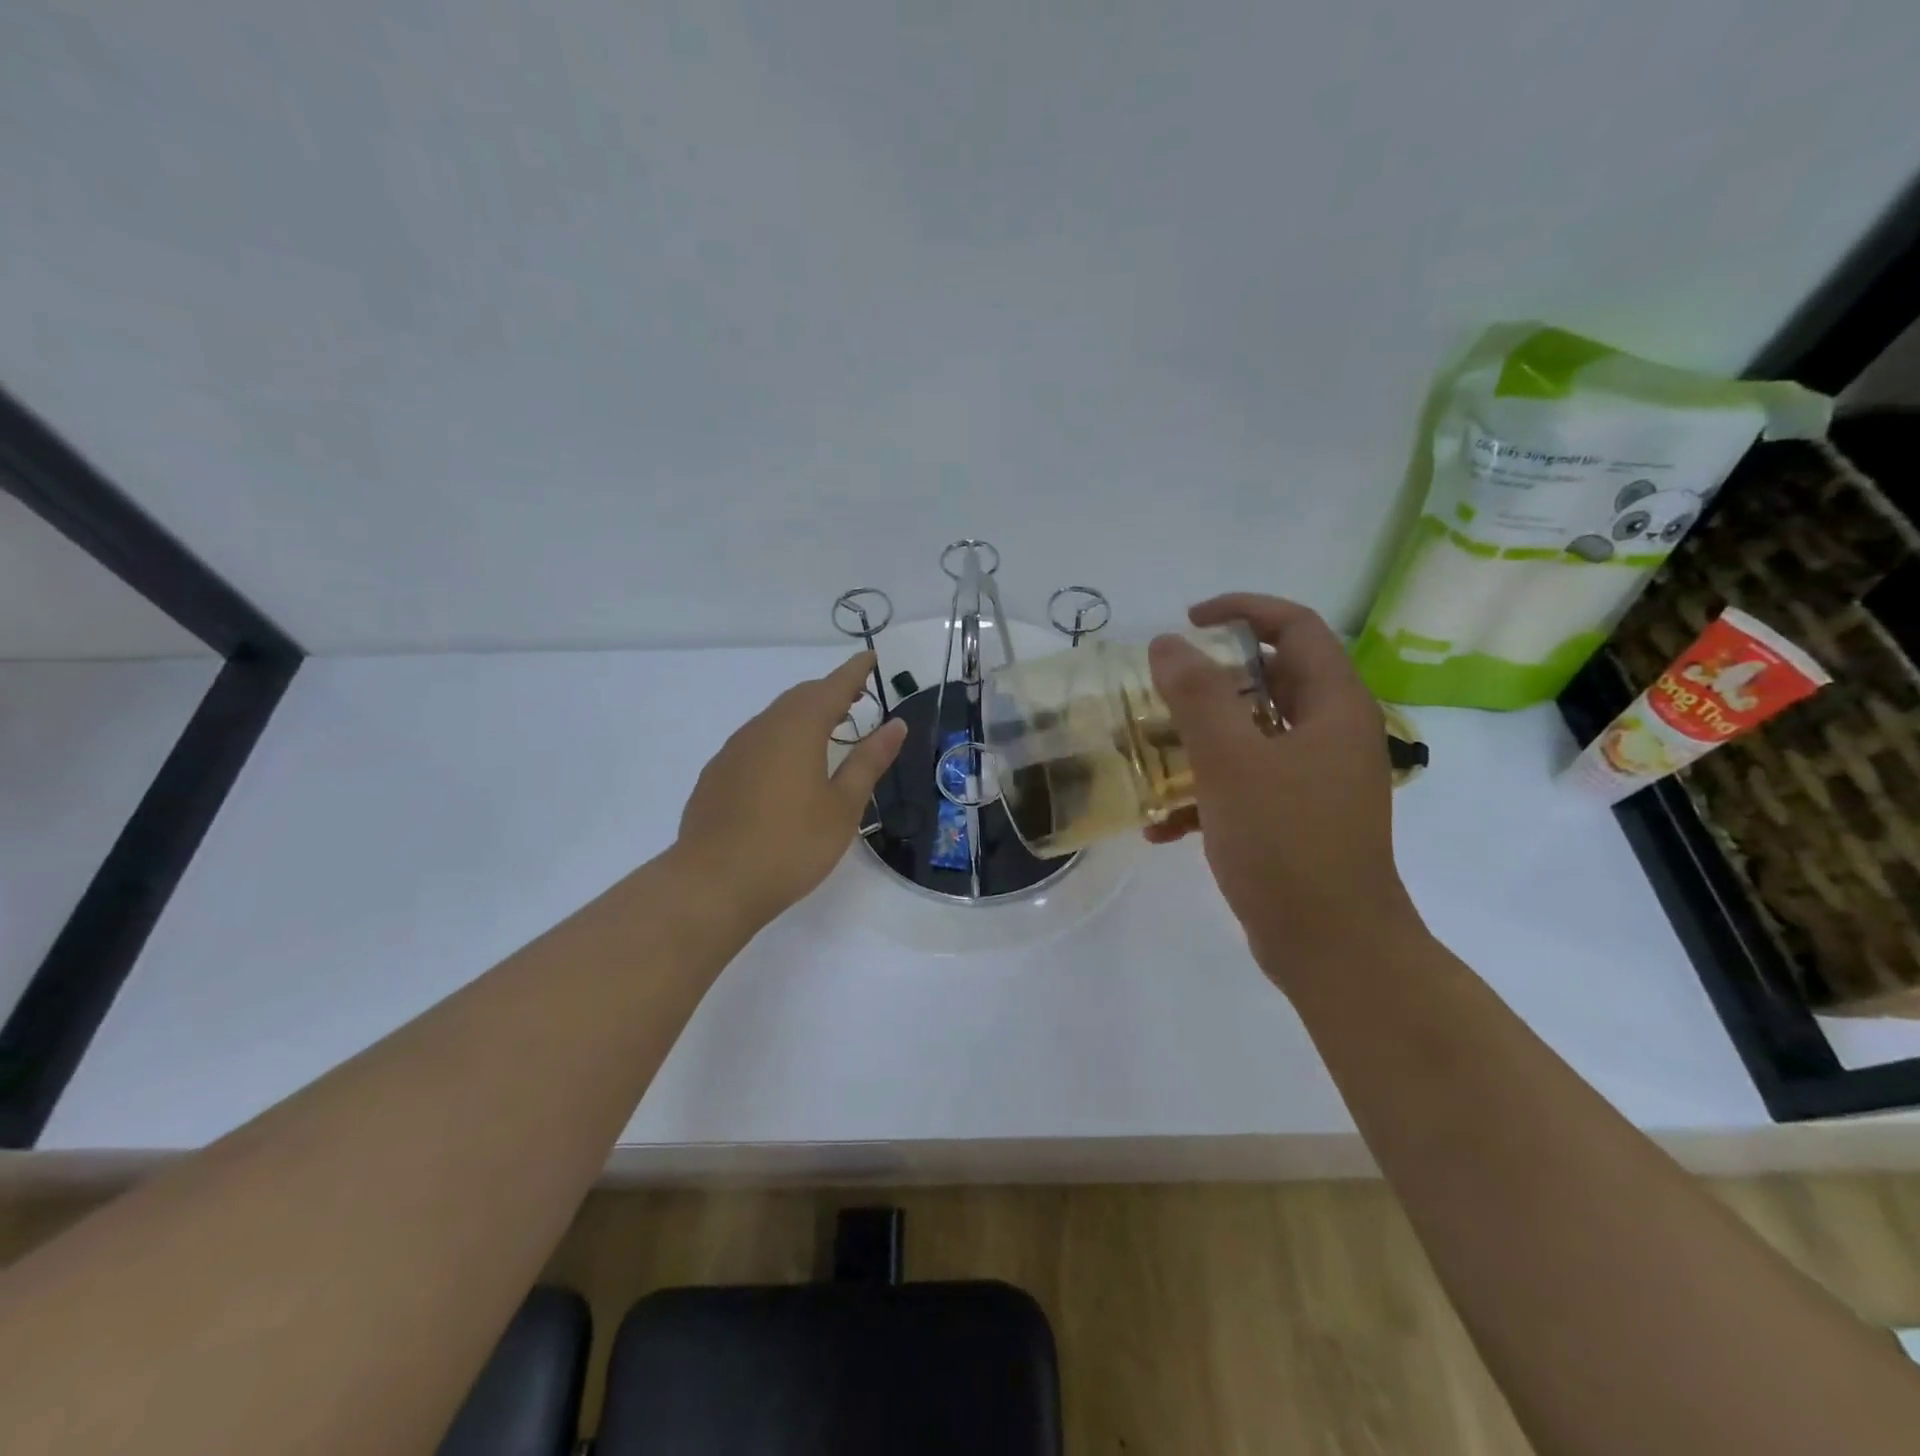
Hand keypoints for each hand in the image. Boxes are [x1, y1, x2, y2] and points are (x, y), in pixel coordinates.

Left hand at [674, 652, 906, 926]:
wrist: (712, 884)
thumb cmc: (791, 845)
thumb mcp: (843, 806)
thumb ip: (868, 761)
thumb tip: (895, 725)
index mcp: (797, 729)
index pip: (832, 687)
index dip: (855, 671)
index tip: (872, 658)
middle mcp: (762, 728)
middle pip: (800, 697)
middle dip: (830, 692)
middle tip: (856, 697)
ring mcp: (734, 751)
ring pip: (775, 718)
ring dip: (803, 716)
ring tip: (827, 731)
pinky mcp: (717, 774)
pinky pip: (755, 742)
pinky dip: (780, 739)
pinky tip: (786, 769)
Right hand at [1146, 594, 1422, 982]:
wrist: (1332, 948)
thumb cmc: (1286, 843)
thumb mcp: (1232, 762)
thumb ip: (1197, 696)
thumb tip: (1167, 643)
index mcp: (1334, 707)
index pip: (1296, 627)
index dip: (1243, 610)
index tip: (1188, 623)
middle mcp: (1333, 735)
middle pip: (1272, 680)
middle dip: (1211, 680)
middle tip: (1162, 689)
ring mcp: (1317, 781)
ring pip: (1254, 735)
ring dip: (1201, 738)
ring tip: (1152, 752)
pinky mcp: (1299, 820)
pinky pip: (1249, 785)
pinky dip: (1208, 793)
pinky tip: (1162, 827)